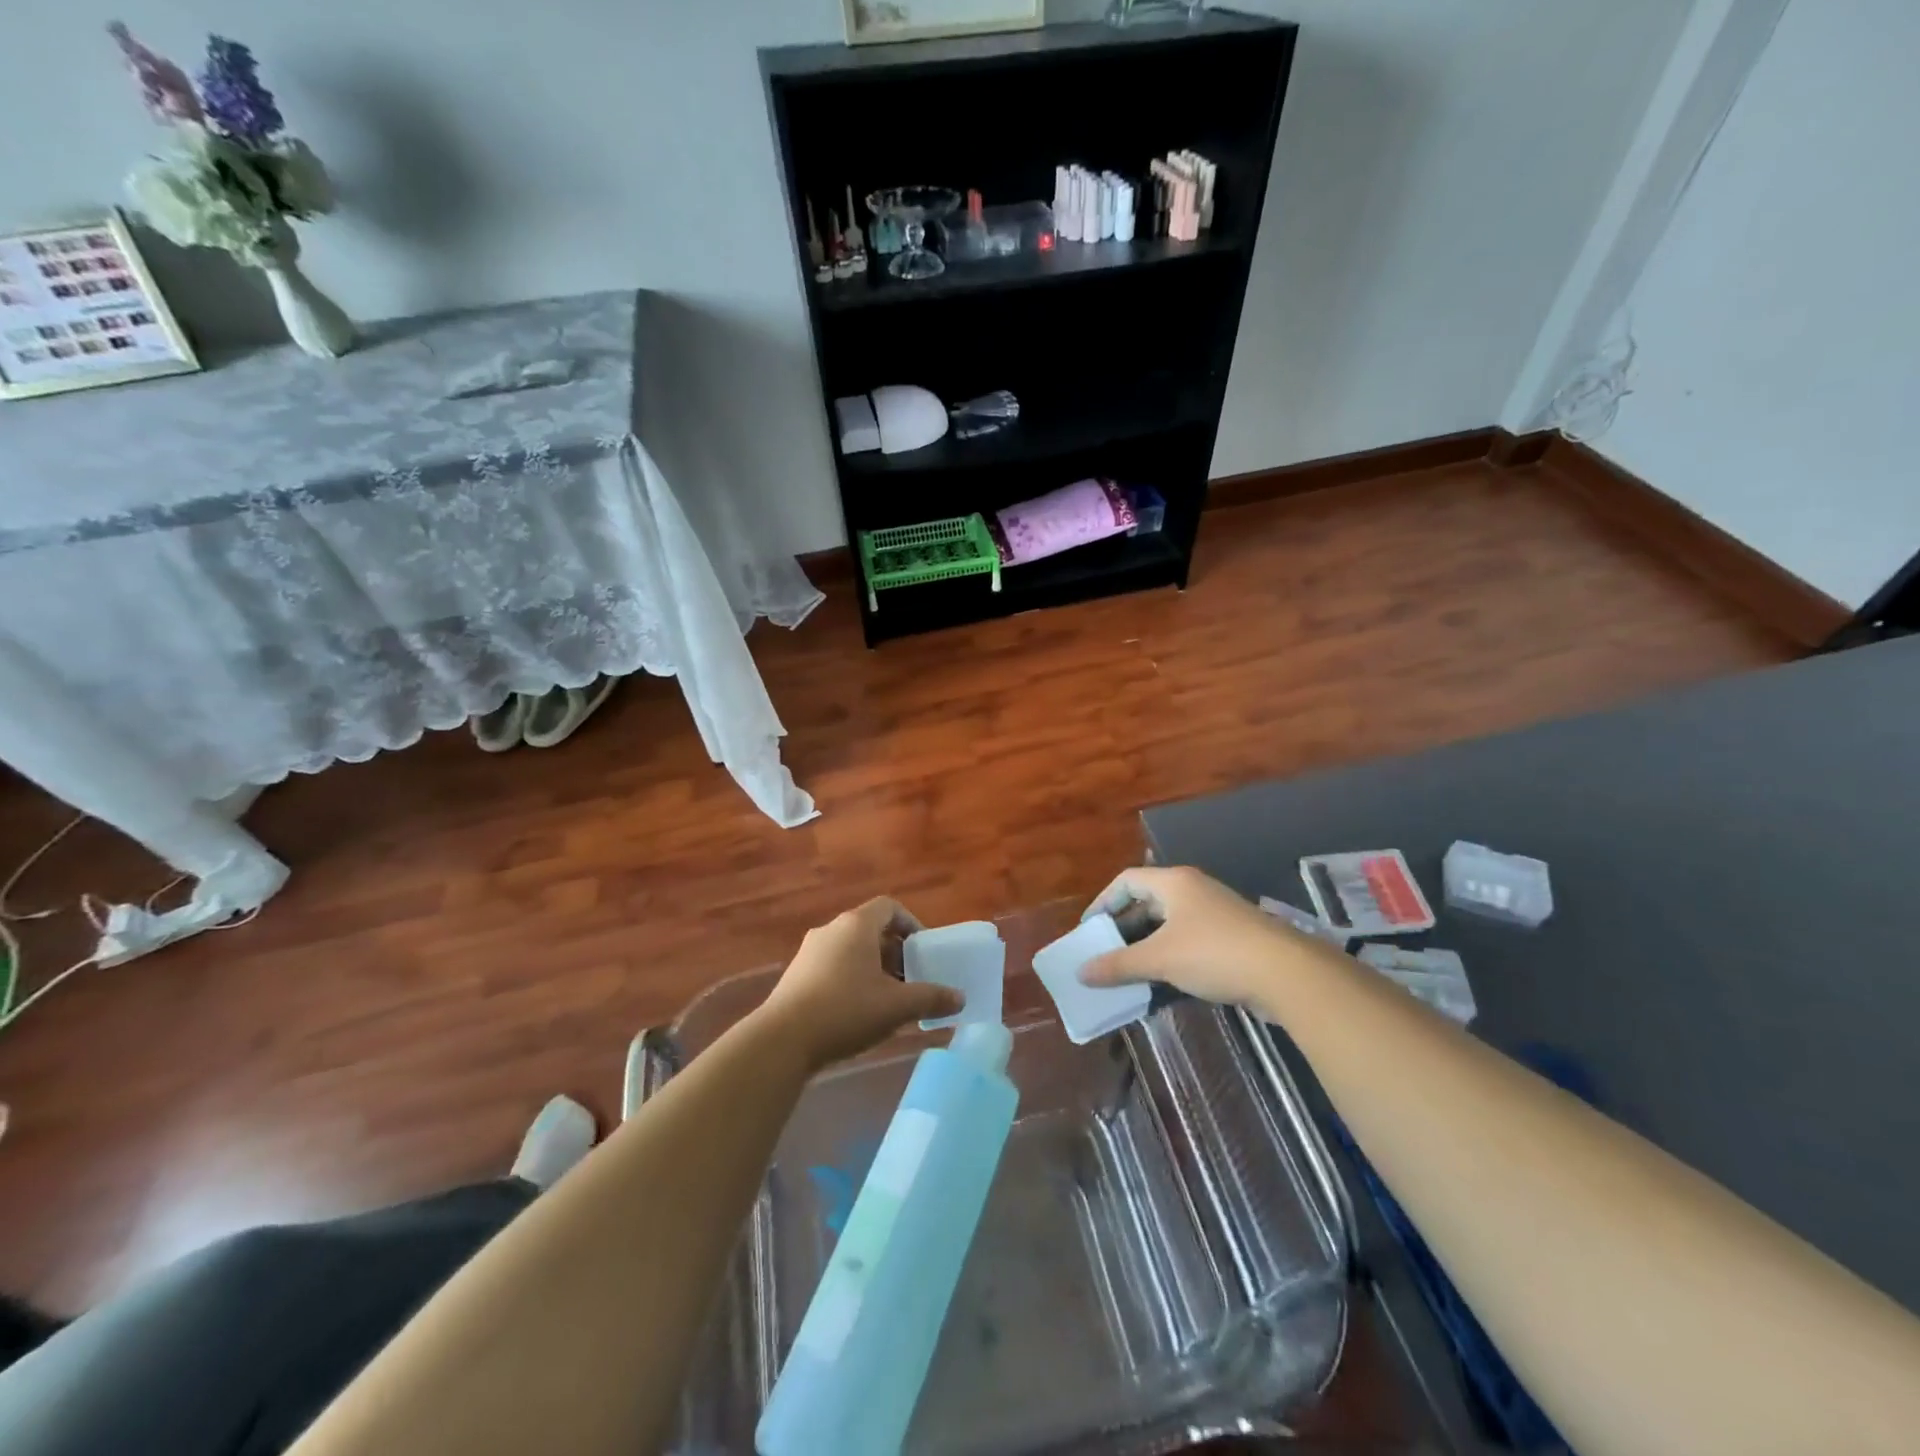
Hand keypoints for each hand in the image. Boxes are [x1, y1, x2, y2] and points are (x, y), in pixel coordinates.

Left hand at [758, 898, 962, 1070]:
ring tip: (889, 1000)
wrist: (782, 1040)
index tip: (924, 951)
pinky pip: (833, 966)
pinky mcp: (795, 975)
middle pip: (871, 929)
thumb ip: (931, 998)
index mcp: (856, 925)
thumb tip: (959, 998)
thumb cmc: (846, 1011)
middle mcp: (831, 929)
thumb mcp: (896, 1007)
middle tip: (912, 979)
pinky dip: (852, 979)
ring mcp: (809, 952)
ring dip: (874, 968)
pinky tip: (859, 1013)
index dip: (912, 924)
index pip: (890, 907)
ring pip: (851, 950)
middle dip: (895, 952)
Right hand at [1079, 866, 1314, 1008]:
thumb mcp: (1160, 959)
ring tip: (1128, 973)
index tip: (1089, 930)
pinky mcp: (1231, 938)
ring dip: (1146, 947)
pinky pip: (1188, 942)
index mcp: (1174, 883)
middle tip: (1105, 954)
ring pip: (1168, 925)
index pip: (1126, 881)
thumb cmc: (1214, 954)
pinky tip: (1161, 984)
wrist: (1287, 974)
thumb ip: (1119, 965)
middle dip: (1123, 929)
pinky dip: (1170, 958)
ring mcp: (1215, 914)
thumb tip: (1081, 972)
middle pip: (1147, 902)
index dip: (1103, 902)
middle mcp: (1193, 890)